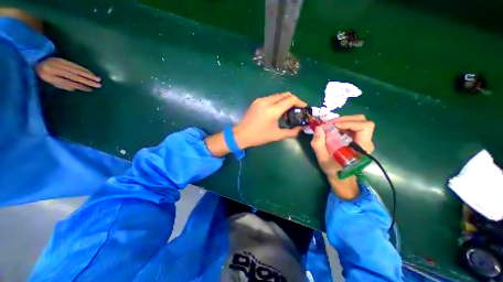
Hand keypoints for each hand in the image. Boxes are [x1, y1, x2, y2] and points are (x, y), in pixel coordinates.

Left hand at [35, 58, 99, 91]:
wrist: (34, 60)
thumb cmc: (47, 75)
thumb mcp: (53, 82)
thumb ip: (65, 85)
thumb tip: (78, 88)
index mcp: (46, 75)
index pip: (66, 82)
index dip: (79, 86)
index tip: (90, 90)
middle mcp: (50, 68)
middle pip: (72, 76)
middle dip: (87, 81)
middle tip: (98, 85)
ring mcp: (55, 62)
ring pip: (75, 70)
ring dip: (88, 75)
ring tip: (98, 79)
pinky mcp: (60, 59)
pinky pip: (75, 65)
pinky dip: (85, 70)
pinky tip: (92, 74)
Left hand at [232, 93, 306, 149]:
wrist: (241, 134)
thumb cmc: (259, 136)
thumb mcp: (277, 135)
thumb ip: (292, 132)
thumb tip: (301, 128)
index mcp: (273, 110)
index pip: (291, 99)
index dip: (300, 102)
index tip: (304, 108)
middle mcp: (267, 101)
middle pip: (285, 95)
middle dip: (293, 101)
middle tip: (295, 111)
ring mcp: (260, 100)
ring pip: (278, 95)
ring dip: (285, 101)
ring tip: (286, 113)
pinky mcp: (257, 101)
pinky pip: (271, 98)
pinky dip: (277, 102)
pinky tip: (276, 111)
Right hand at [308, 115, 374, 199]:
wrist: (341, 178)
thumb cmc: (334, 171)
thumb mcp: (323, 159)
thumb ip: (318, 144)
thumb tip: (318, 128)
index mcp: (362, 147)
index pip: (364, 127)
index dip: (349, 123)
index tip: (333, 126)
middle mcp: (365, 141)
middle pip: (361, 121)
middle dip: (344, 119)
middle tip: (329, 124)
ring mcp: (362, 139)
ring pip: (357, 121)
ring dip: (342, 121)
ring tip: (329, 126)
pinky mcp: (356, 139)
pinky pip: (352, 126)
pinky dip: (341, 124)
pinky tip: (332, 129)